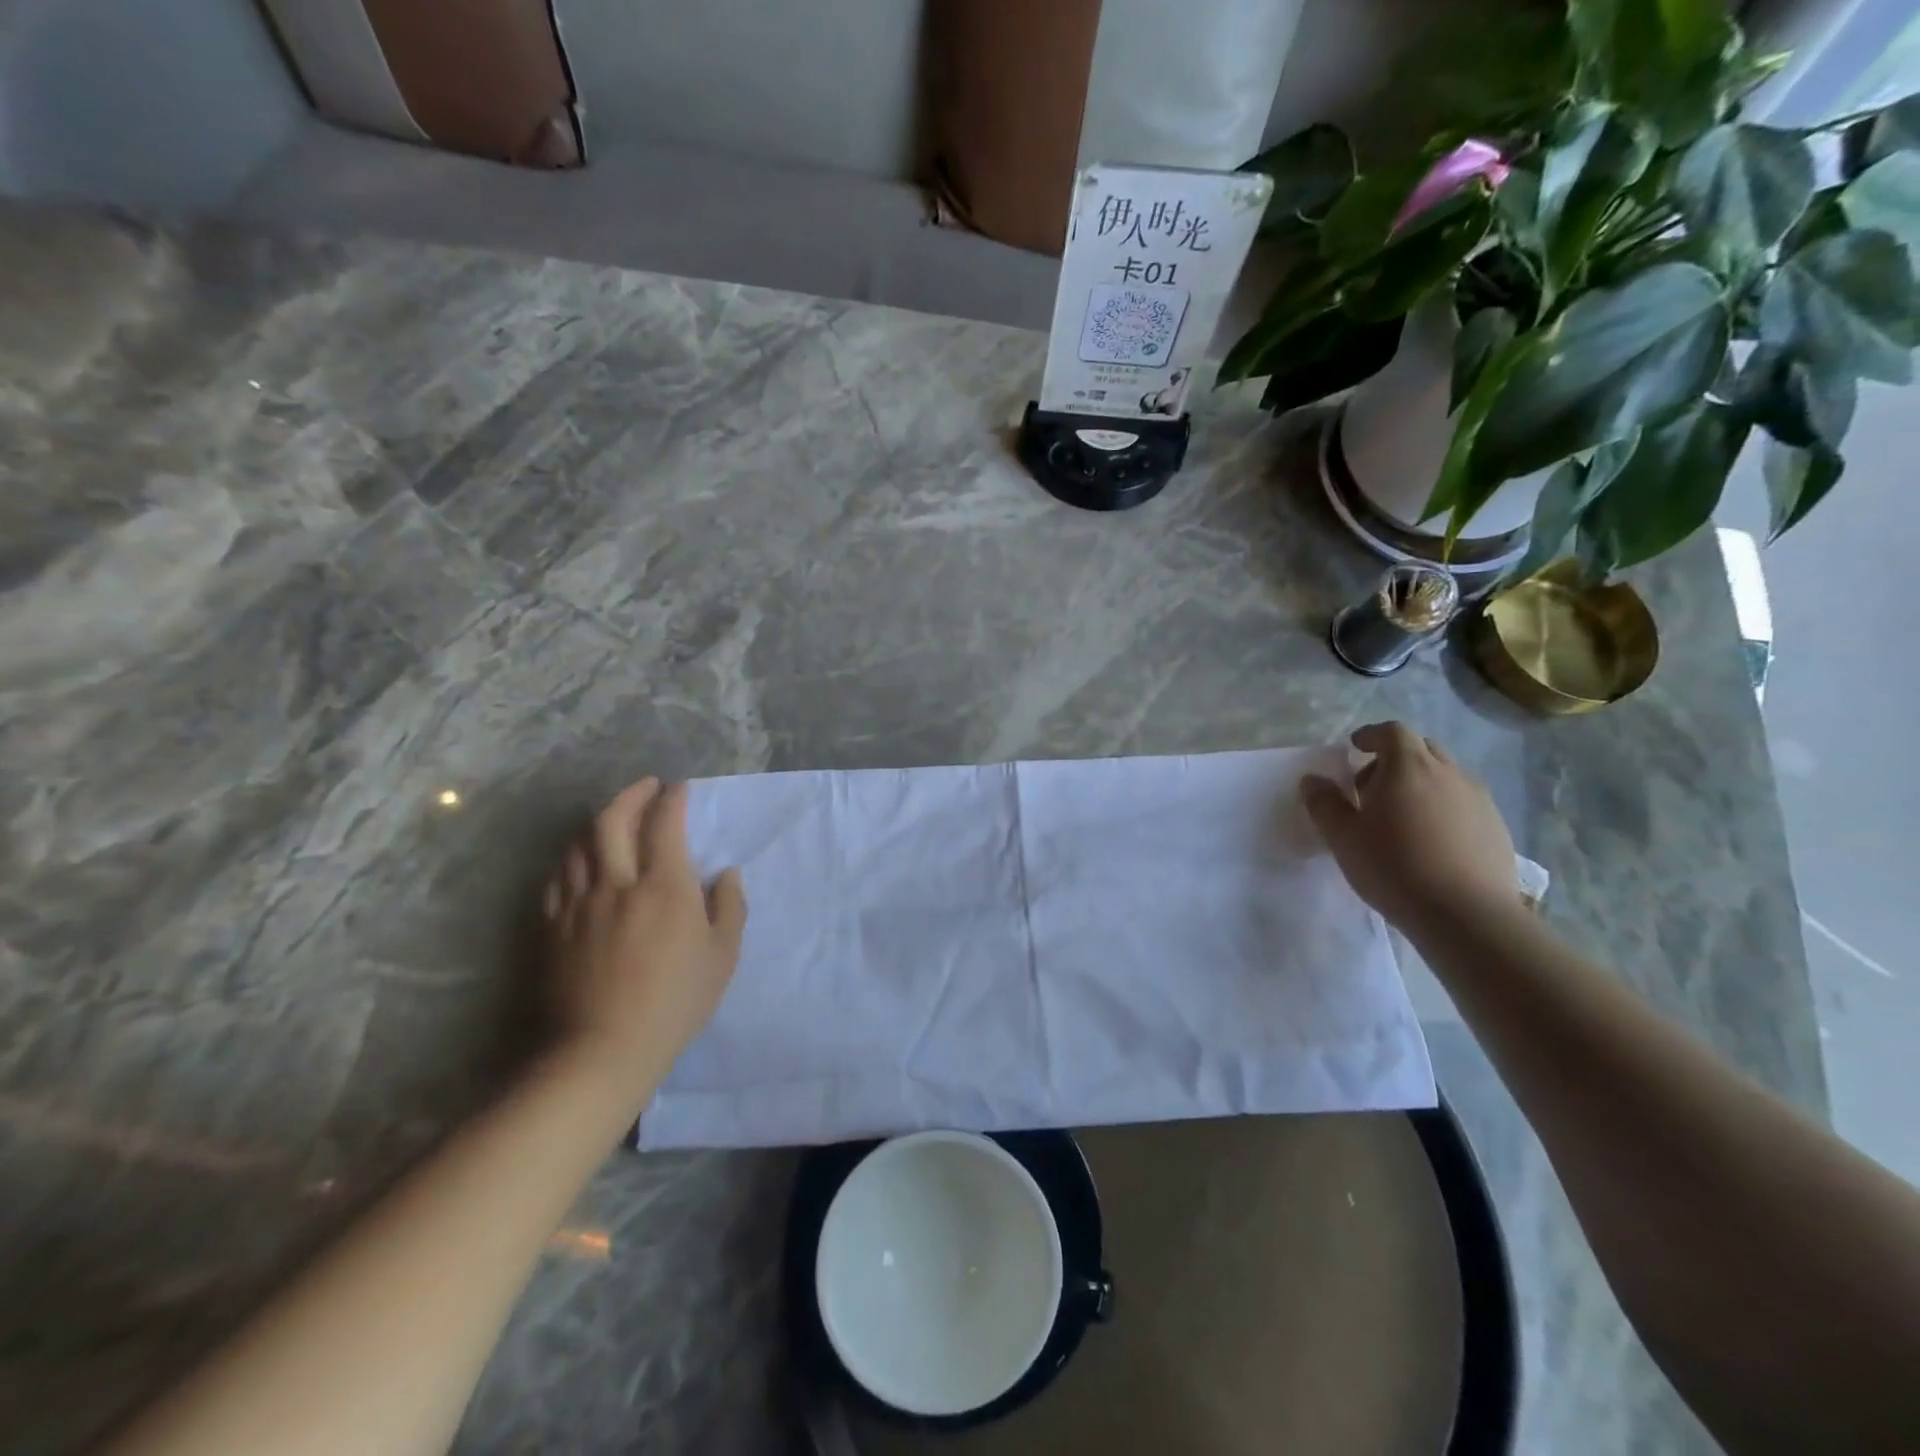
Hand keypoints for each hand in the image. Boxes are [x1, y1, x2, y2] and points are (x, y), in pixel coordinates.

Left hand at [542, 779, 746, 1103]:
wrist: (603, 1050)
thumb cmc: (674, 1003)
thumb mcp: (721, 957)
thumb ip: (729, 908)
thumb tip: (726, 873)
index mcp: (665, 887)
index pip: (665, 824)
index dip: (672, 799)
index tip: (680, 789)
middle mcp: (618, 883)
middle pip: (613, 820)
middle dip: (631, 794)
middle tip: (646, 788)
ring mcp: (579, 903)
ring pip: (579, 843)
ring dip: (599, 820)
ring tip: (614, 817)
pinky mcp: (553, 925)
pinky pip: (557, 876)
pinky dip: (571, 856)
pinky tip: (580, 859)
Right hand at [1300, 722, 1518, 934]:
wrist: (1467, 915)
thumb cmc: (1394, 867)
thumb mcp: (1343, 837)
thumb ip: (1324, 803)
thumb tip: (1312, 780)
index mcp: (1409, 766)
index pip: (1392, 731)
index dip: (1371, 735)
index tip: (1354, 748)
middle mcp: (1449, 773)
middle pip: (1422, 749)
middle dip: (1395, 759)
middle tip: (1373, 788)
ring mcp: (1479, 799)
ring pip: (1446, 776)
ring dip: (1421, 784)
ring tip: (1403, 818)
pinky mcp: (1497, 827)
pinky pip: (1464, 803)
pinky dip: (1444, 808)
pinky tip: (1432, 841)